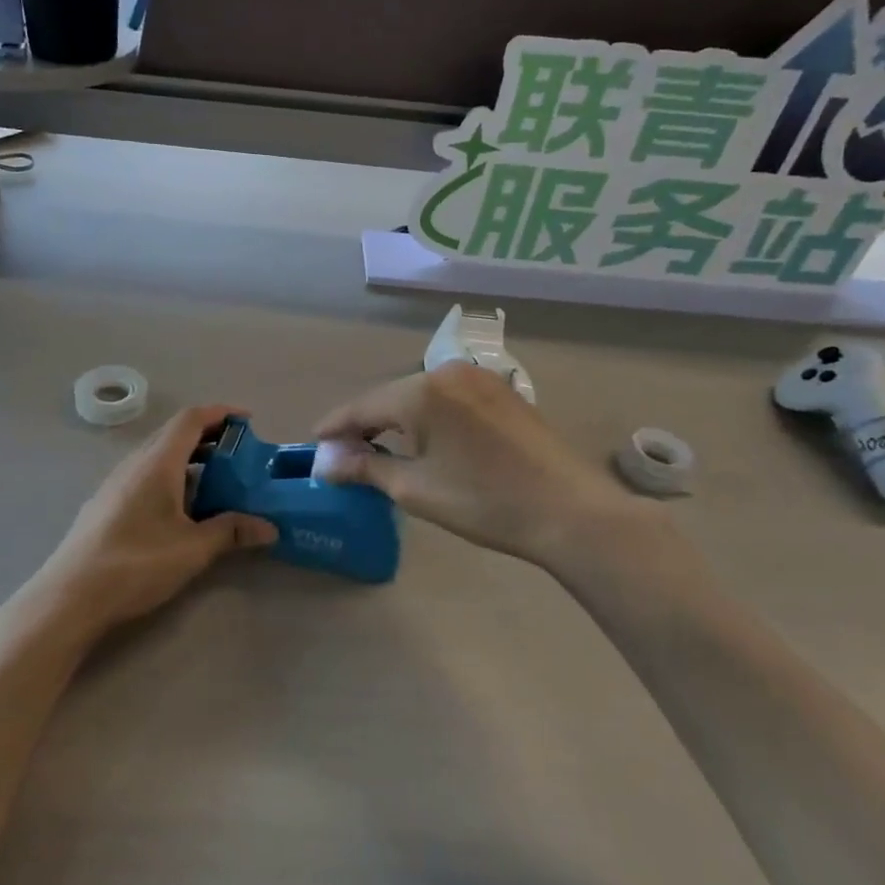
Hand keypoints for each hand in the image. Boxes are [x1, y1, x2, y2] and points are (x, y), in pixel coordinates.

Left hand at [17, 406, 276, 645]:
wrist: (71, 595)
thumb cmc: (137, 563)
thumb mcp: (193, 549)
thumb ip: (231, 532)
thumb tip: (269, 527)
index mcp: (157, 462)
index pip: (191, 419)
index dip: (221, 413)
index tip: (248, 420)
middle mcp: (135, 463)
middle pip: (174, 434)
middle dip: (208, 436)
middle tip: (238, 454)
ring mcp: (115, 483)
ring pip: (157, 456)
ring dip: (188, 459)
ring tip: (215, 482)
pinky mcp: (106, 504)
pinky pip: (144, 475)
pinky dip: (170, 477)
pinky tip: (180, 509)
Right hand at [314, 363, 662, 569]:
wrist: (570, 512)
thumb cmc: (485, 501)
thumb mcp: (416, 489)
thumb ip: (366, 468)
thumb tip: (326, 462)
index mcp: (422, 391)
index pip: (364, 405)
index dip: (336, 425)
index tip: (314, 441)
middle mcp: (449, 372)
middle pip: (392, 396)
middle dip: (366, 423)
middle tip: (344, 451)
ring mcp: (481, 379)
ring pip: (421, 396)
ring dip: (397, 420)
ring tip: (379, 447)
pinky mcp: (502, 392)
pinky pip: (449, 399)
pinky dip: (428, 417)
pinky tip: (424, 439)